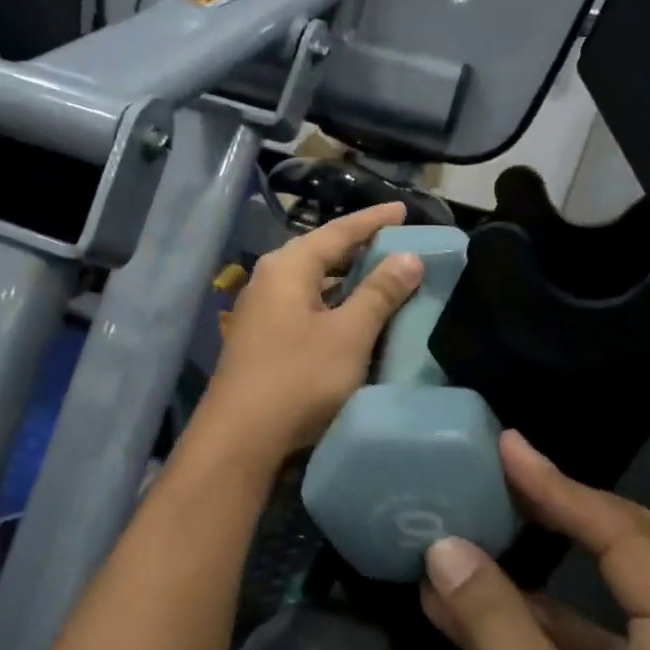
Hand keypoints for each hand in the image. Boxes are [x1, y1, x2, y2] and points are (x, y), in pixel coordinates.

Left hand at [196, 202, 424, 463]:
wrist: (240, 439)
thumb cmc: (298, 378)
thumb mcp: (348, 334)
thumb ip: (380, 293)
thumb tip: (409, 256)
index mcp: (287, 267)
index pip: (338, 231)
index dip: (373, 220)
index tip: (404, 210)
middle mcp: (269, 281)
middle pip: (321, 254)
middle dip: (360, 249)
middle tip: (398, 244)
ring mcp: (261, 313)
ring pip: (313, 285)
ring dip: (347, 281)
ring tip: (382, 277)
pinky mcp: (262, 342)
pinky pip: (306, 310)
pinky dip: (333, 306)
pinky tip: (353, 319)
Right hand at [421, 432, 649, 649]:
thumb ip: (492, 621)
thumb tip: (443, 546)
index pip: (625, 539)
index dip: (560, 489)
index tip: (507, 449)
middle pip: (636, 551)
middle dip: (574, 509)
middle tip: (516, 474)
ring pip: (598, 600)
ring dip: (536, 571)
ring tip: (475, 527)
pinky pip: (572, 645)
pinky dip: (522, 622)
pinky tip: (458, 606)